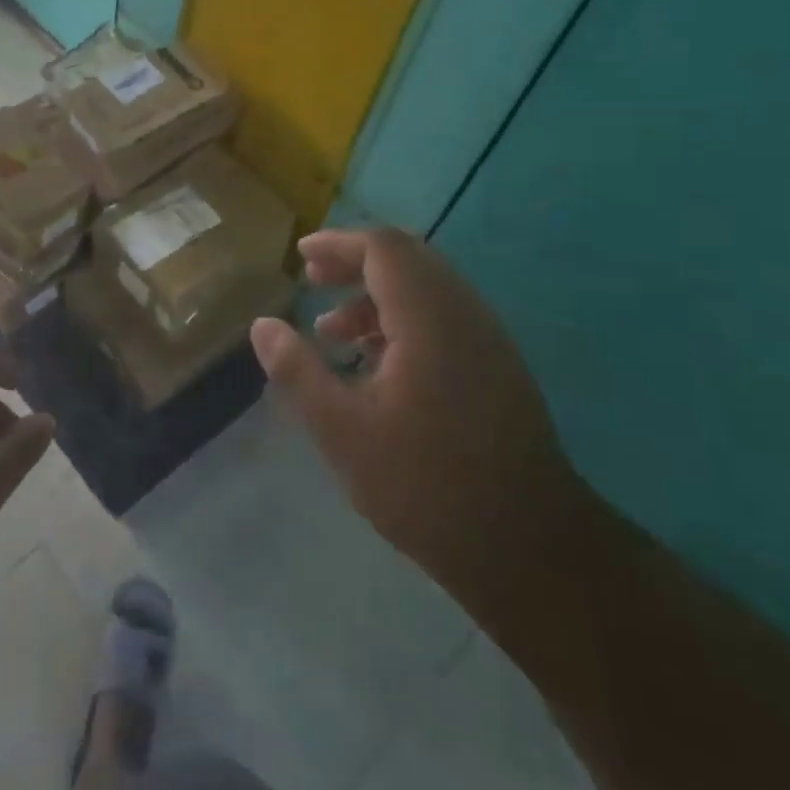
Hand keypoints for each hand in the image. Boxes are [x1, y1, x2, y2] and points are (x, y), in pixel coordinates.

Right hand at [250, 227, 581, 602]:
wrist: (527, 546)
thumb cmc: (424, 484)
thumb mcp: (342, 431)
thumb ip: (298, 371)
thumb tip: (262, 325)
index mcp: (430, 320)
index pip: (384, 249)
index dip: (338, 244)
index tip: (301, 256)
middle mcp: (465, 316)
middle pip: (409, 260)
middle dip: (355, 264)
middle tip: (313, 282)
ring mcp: (489, 342)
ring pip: (428, 290)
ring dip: (377, 297)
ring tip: (333, 332)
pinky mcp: (498, 369)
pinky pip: (445, 319)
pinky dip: (403, 321)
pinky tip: (375, 365)